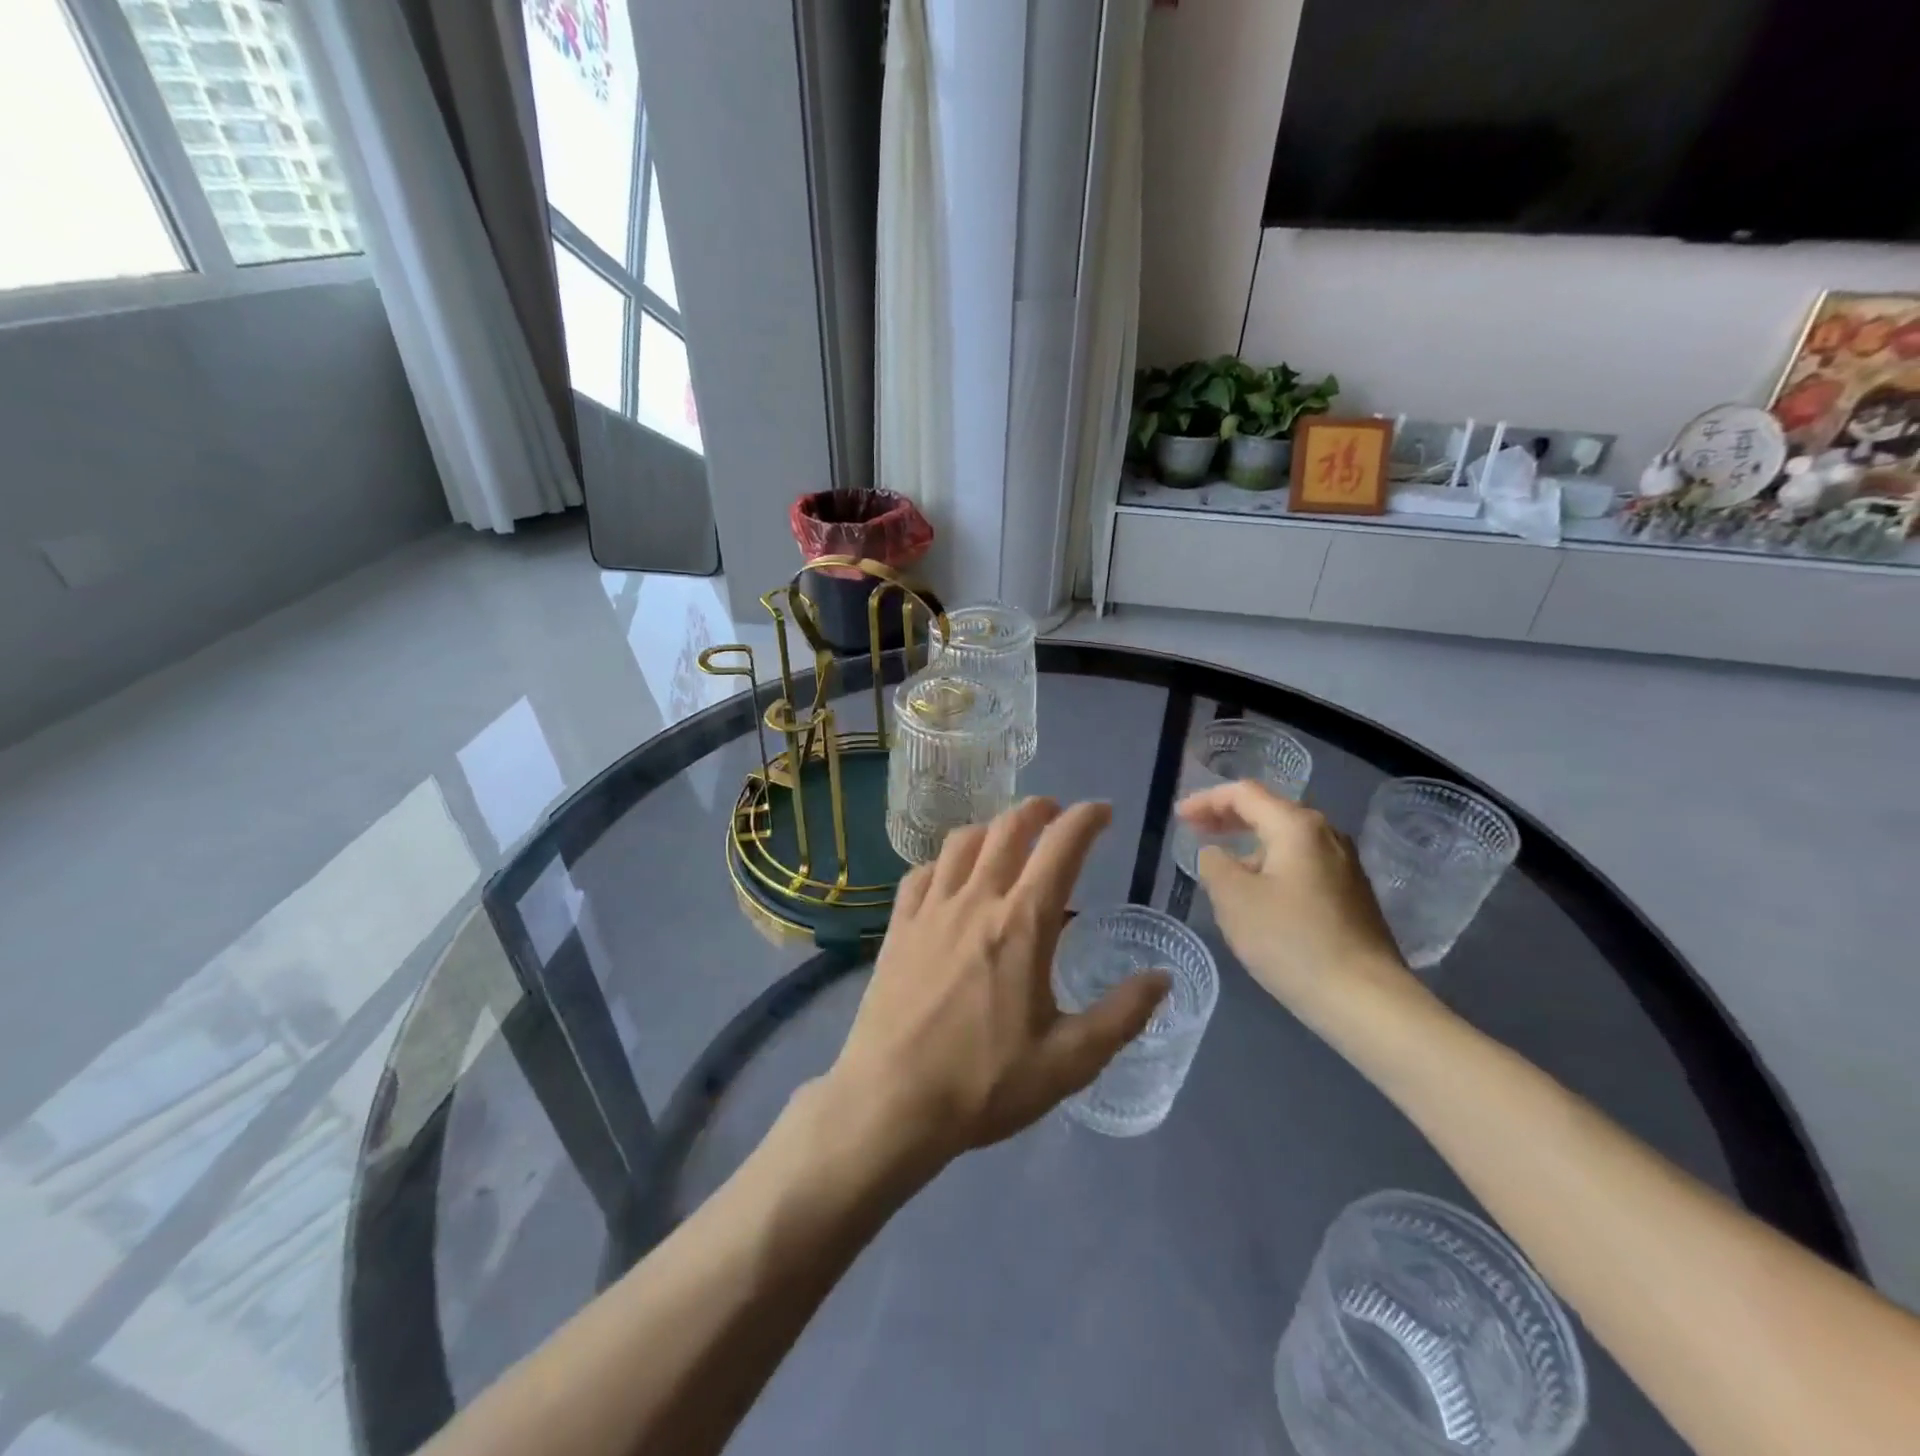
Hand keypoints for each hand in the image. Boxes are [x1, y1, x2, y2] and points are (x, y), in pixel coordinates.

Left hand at [821, 799, 1169, 1168]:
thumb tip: (1162, 979)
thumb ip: (1121, 1016)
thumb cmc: (984, 1083)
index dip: (1086, 819)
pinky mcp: (898, 926)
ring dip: (991, 827)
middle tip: (1056, 813)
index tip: (1103, 811)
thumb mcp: (1068, 1062)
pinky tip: (950, 878)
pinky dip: (944, 862)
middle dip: (1038, 809)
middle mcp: (976, 900)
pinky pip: (922, 873)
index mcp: (1023, 924)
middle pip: (1008, 828)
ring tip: (1006, 838)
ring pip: (962, 842)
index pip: (1061, 847)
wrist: (891, 1102)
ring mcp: (931, 909)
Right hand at [1178, 781, 1421, 1031]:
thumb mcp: (1233, 899)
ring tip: (1222, 863)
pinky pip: (1301, 862)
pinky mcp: (1351, 894)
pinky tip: (1258, 891)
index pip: (1244, 794)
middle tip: (1195, 830)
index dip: (1206, 800)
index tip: (1179, 818)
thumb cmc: (1291, 941)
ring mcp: (1344, 864)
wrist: (1365, 999)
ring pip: (1286, 839)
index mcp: (1297, 826)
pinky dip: (1271, 863)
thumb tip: (1217, 855)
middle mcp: (1326, 834)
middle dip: (1228, 817)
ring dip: (1250, 843)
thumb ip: (1214, 865)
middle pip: (1269, 811)